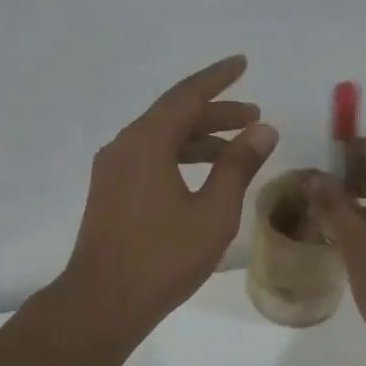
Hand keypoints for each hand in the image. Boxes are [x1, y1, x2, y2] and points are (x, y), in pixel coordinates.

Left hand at [59, 55, 277, 340]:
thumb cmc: (163, 257)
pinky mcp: (110, 192)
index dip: (218, 79)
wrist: (103, 302)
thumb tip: (263, 130)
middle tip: (254, 115)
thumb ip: (238, 166)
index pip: (186, 96)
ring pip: (161, 139)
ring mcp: (112, 170)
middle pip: (173, 116)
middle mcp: (124, 146)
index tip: (242, 63)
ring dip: (200, 139)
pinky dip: (179, 157)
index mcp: (146, 142)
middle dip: (216, 113)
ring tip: (237, 148)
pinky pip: (149, 158)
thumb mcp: (212, 212)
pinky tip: (203, 176)